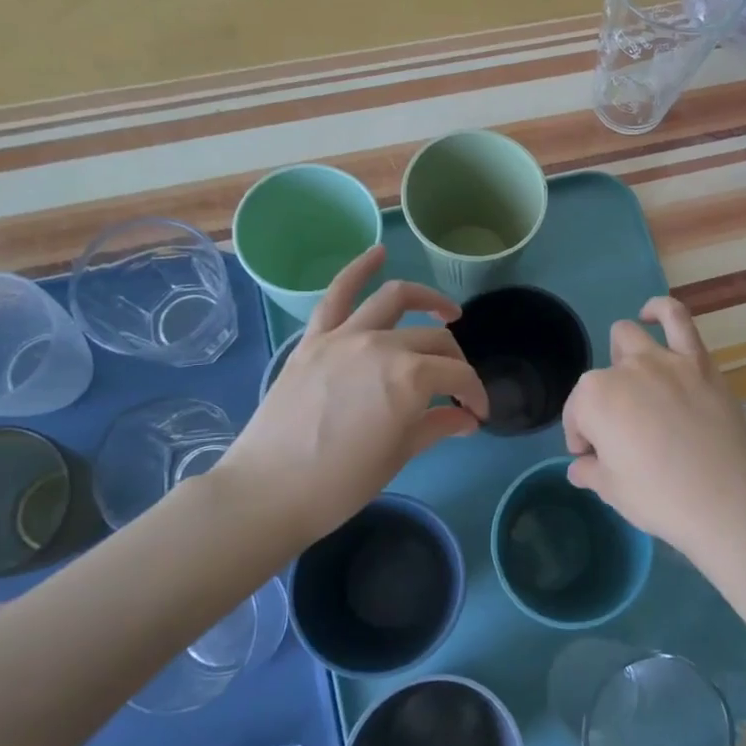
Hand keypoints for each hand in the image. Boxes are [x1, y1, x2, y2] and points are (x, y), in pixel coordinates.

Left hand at [220, 245, 489, 548]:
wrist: (268, 491)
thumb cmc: (340, 484)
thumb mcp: (399, 456)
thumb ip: (438, 426)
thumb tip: (467, 418)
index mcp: (411, 379)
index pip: (458, 376)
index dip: (474, 394)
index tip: (477, 414)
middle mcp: (382, 345)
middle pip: (434, 340)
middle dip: (455, 363)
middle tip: (457, 387)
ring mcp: (345, 336)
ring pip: (395, 300)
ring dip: (427, 299)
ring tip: (446, 310)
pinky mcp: (314, 339)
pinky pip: (337, 294)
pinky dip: (359, 269)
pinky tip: (377, 253)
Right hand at [562, 297, 745, 556]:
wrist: (726, 500)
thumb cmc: (661, 498)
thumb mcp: (613, 491)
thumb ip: (590, 471)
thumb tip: (579, 467)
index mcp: (594, 399)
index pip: (577, 415)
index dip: (582, 439)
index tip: (592, 459)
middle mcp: (624, 370)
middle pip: (600, 380)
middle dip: (602, 404)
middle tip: (621, 433)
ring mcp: (663, 360)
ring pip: (628, 338)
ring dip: (622, 357)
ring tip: (634, 382)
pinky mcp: (698, 360)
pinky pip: (677, 317)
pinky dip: (660, 310)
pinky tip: (651, 315)